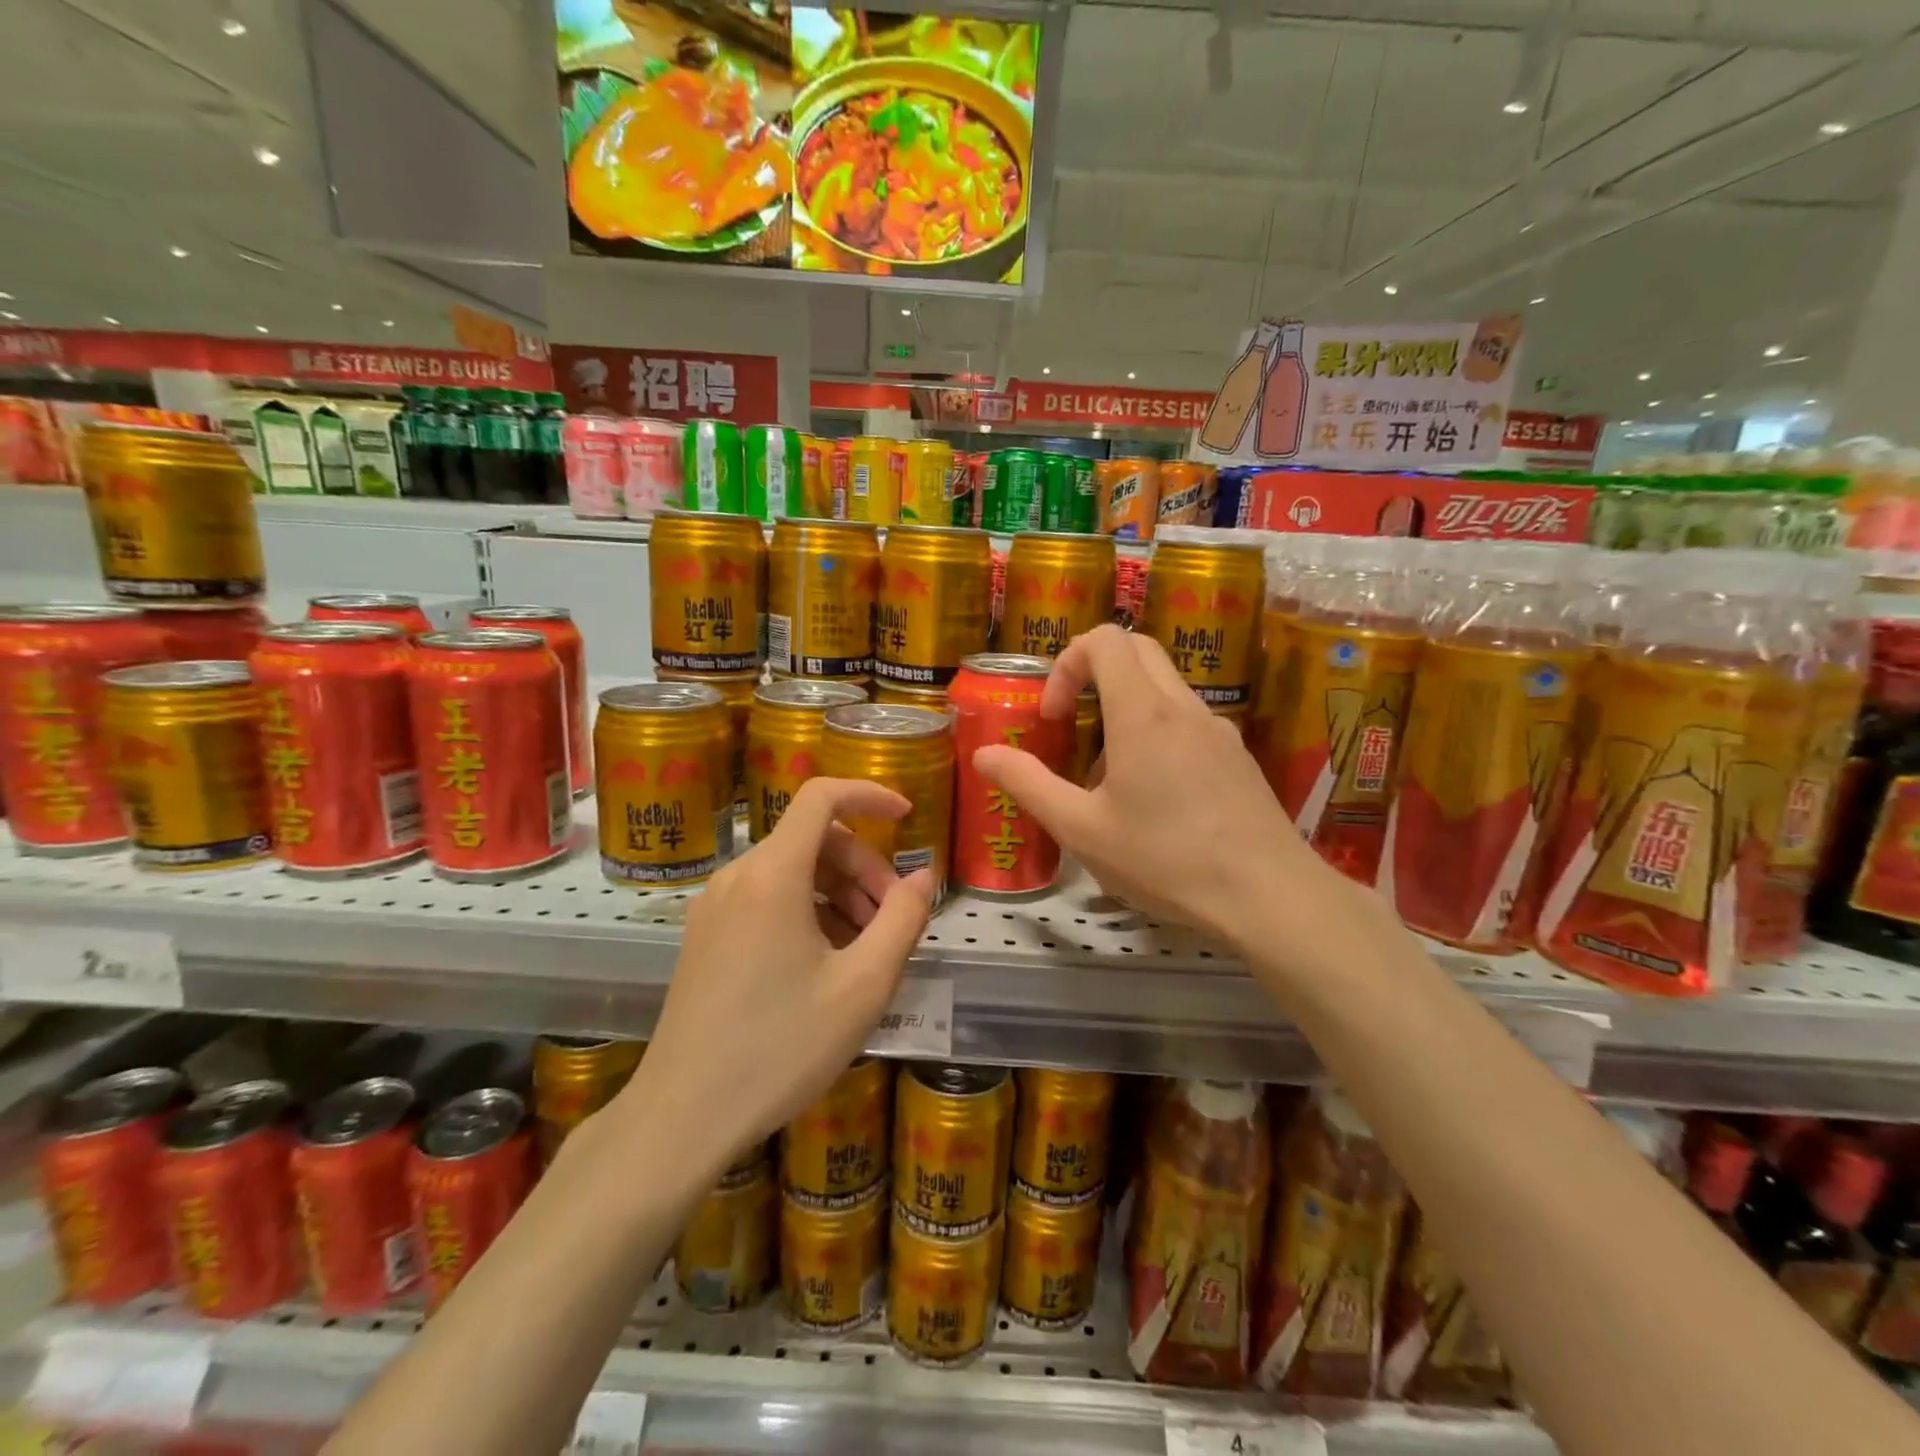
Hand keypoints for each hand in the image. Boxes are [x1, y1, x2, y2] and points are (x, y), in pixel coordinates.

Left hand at [623, 777, 933, 1171]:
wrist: (682, 1117)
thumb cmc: (781, 1047)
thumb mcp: (863, 986)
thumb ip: (902, 919)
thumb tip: (925, 876)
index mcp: (773, 875)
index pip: (821, 796)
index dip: (868, 794)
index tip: (906, 816)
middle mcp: (738, 876)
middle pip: (812, 839)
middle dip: (863, 866)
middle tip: (894, 919)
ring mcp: (714, 906)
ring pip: (791, 870)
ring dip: (838, 891)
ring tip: (867, 947)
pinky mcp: (705, 936)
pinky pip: (766, 898)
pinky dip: (807, 910)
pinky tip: (827, 962)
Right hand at [974, 624, 1326, 944]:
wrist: (1269, 896)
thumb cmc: (1166, 860)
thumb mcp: (1082, 830)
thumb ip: (1028, 785)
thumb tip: (983, 754)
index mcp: (1142, 713)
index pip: (1104, 640)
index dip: (1066, 664)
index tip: (1056, 716)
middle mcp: (1183, 707)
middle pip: (1137, 649)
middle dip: (1094, 672)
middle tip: (1074, 725)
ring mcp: (1218, 729)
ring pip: (1164, 687)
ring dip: (1125, 707)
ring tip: (1109, 776)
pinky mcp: (1238, 756)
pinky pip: (1187, 721)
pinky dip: (1157, 733)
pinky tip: (1153, 798)